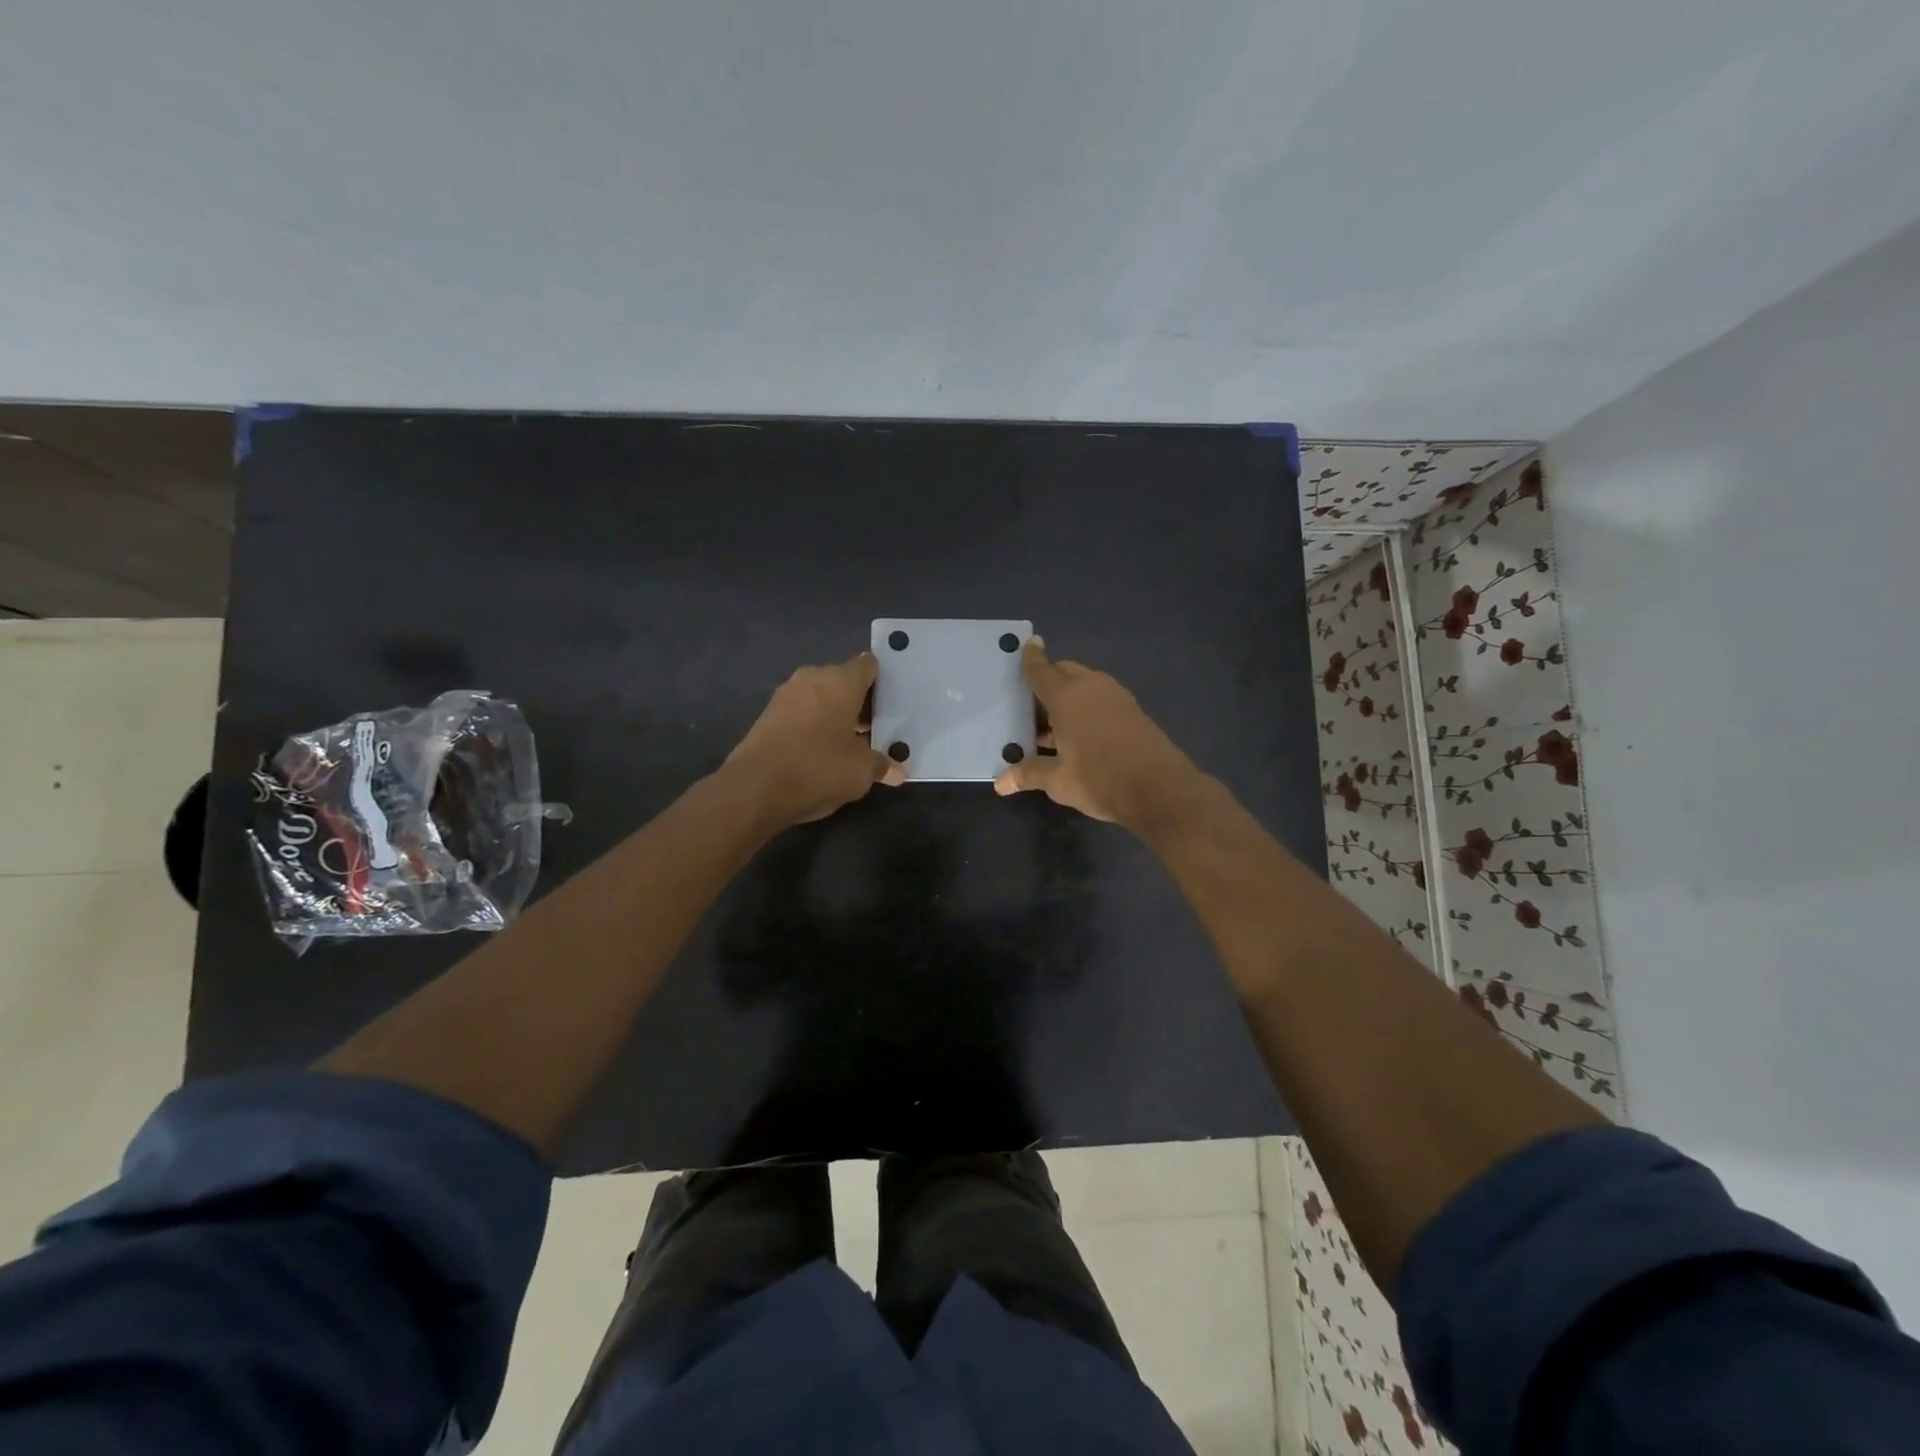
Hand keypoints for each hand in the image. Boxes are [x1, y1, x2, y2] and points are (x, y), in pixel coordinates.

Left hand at [723, 652, 904, 829]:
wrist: (755, 788)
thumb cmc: (818, 768)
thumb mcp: (860, 772)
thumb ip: (882, 765)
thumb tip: (898, 772)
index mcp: (841, 681)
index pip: (868, 665)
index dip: (881, 682)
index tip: (890, 704)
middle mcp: (812, 678)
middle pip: (844, 681)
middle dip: (859, 702)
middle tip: (875, 730)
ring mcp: (786, 694)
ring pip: (821, 697)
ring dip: (835, 714)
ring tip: (850, 743)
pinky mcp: (768, 714)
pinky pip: (801, 712)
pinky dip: (814, 725)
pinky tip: (821, 751)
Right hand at [993, 639, 1201, 830]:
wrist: (1160, 790)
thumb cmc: (1100, 779)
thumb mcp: (1059, 781)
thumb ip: (1029, 774)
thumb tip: (1000, 783)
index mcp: (1066, 697)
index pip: (1041, 670)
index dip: (1031, 658)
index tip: (1027, 643)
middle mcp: (1091, 687)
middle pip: (1064, 672)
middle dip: (1048, 680)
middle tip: (1031, 705)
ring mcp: (1116, 697)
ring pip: (1085, 684)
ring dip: (1068, 696)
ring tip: (1051, 725)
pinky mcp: (1133, 710)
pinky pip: (1101, 698)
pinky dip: (1086, 706)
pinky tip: (1079, 733)